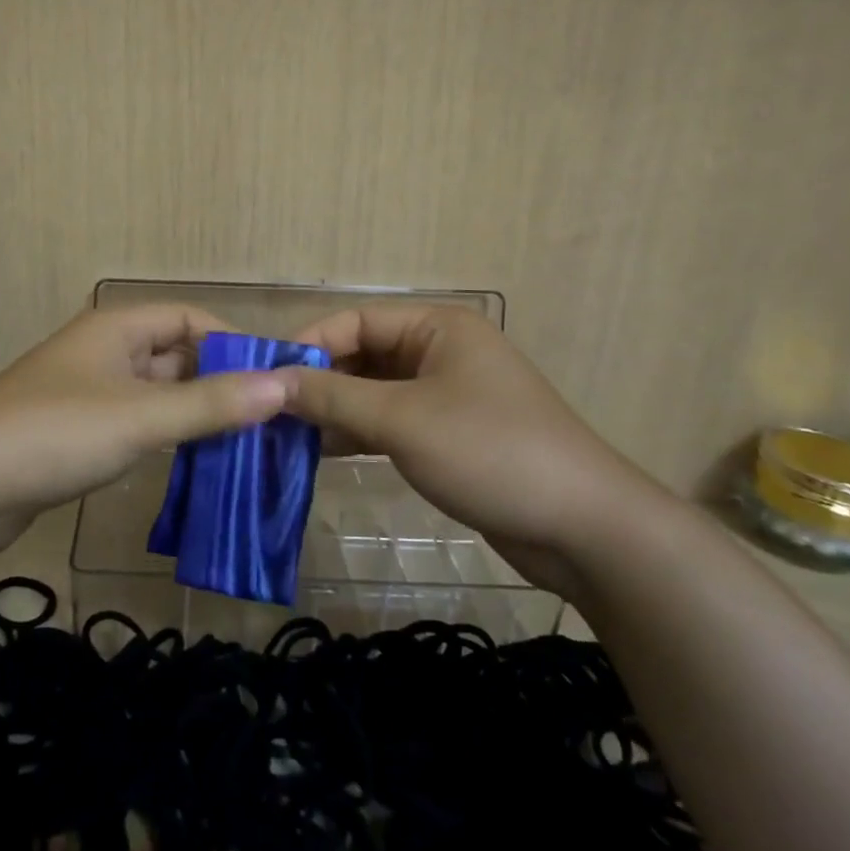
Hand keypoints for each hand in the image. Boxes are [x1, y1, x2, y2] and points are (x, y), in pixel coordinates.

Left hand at [0, 304, 289, 553]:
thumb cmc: (57, 433)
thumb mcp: (141, 416)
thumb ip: (212, 403)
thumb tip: (284, 386)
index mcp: (115, 328)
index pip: (187, 318)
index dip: (230, 341)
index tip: (269, 379)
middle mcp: (101, 350)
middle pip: (172, 354)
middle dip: (216, 382)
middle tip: (264, 419)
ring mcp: (84, 390)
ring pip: (153, 391)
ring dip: (191, 412)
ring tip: (239, 443)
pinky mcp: (73, 429)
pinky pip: (132, 420)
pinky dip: (162, 434)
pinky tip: (188, 461)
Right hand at [283, 305, 669, 595]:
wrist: (585, 528)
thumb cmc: (489, 451)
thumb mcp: (401, 419)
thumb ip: (331, 396)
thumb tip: (270, 380)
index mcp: (436, 327)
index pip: (354, 321)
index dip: (307, 345)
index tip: (264, 377)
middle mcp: (440, 351)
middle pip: (362, 355)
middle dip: (317, 381)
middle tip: (268, 411)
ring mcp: (446, 394)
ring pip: (373, 391)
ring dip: (333, 410)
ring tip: (283, 434)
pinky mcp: (450, 434)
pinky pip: (391, 422)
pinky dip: (358, 433)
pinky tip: (320, 453)